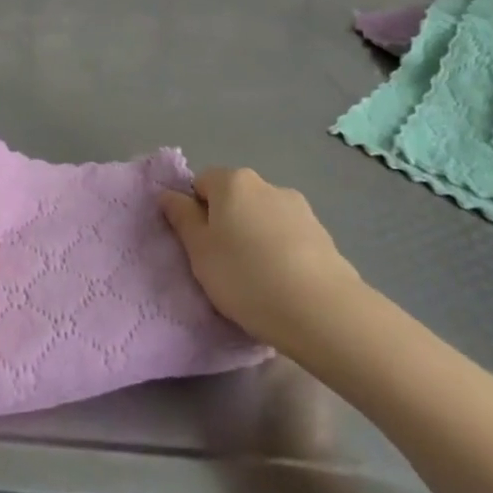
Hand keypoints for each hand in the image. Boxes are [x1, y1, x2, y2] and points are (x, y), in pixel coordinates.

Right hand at [161, 168, 359, 355]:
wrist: (320, 310)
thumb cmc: (245, 276)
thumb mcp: (199, 251)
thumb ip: (182, 218)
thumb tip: (169, 194)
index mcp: (233, 182)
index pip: (202, 183)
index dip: (195, 212)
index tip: (198, 246)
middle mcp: (267, 185)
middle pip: (235, 199)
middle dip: (226, 224)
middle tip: (222, 265)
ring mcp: (300, 208)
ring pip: (263, 218)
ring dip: (255, 238)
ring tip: (257, 280)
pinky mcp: (323, 235)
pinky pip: (289, 238)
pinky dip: (281, 253)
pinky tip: (283, 284)